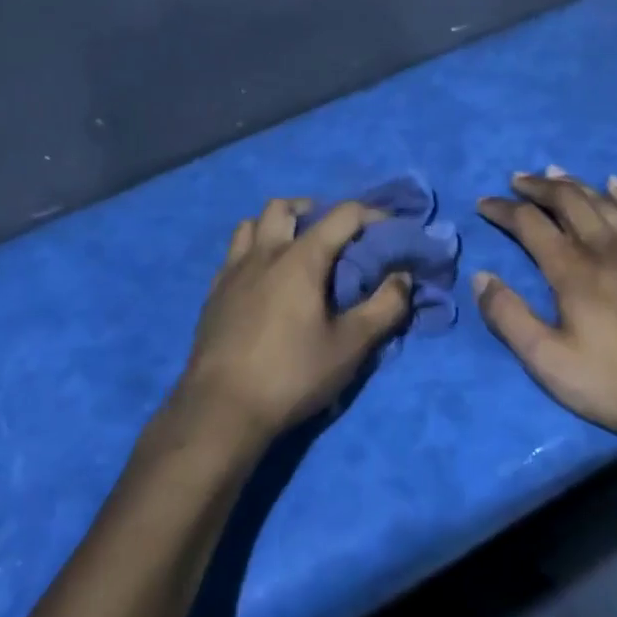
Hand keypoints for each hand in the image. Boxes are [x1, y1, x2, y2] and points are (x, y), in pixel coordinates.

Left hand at [172, 198, 411, 450]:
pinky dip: (253, 252)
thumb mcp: (351, 346)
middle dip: (312, 209)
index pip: (341, 215)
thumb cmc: (293, 374)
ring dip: (275, 226)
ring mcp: (232, 272)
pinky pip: (233, 255)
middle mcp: (263, 254)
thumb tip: (403, 277)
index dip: (371, 213)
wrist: (222, 409)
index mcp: (300, 259)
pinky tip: (262, 281)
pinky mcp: (213, 295)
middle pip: (283, 207)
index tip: (389, 226)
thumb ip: (384, 307)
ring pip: (250, 225)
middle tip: (332, 232)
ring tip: (294, 249)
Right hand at [473, 170, 616, 440]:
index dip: (503, 210)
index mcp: (572, 271)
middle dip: (536, 187)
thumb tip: (481, 277)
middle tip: (517, 180)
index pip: (529, 224)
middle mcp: (606, 246)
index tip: (484, 203)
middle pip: (566, 201)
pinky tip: (615, 183)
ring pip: (603, 200)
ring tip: (553, 172)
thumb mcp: (549, 363)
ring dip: (574, 183)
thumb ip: (510, 318)